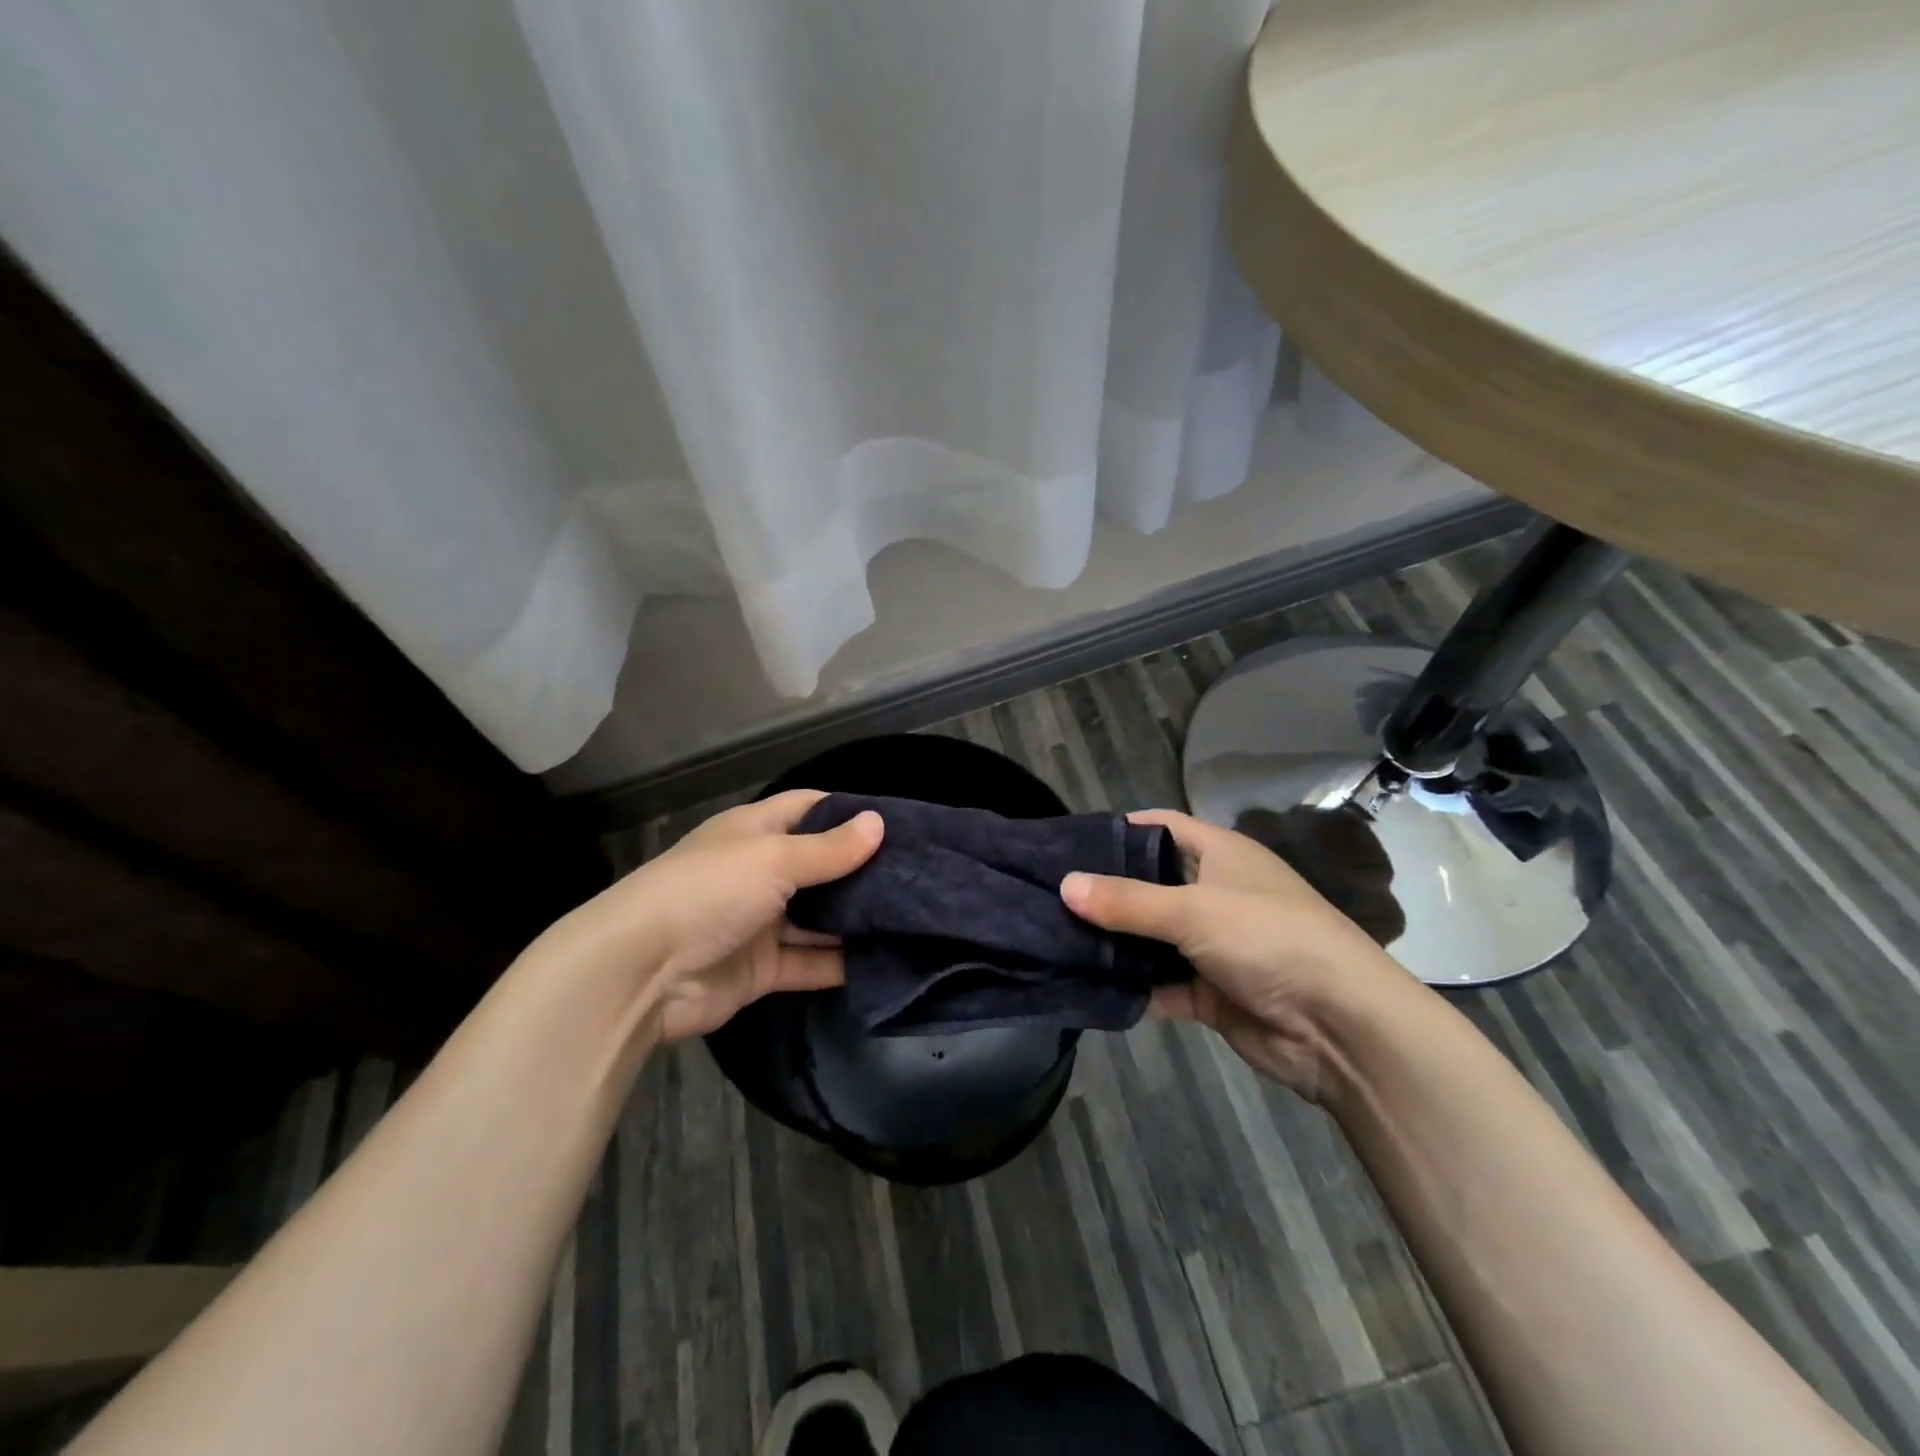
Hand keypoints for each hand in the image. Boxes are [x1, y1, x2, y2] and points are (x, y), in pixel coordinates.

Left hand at [541, 790, 882, 1043]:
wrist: (640, 974)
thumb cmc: (709, 892)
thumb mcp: (773, 859)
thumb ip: (830, 849)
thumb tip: (879, 823)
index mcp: (755, 832)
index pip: (810, 808)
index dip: (849, 810)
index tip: (897, 821)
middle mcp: (760, 872)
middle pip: (820, 865)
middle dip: (862, 869)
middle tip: (919, 874)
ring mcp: (761, 922)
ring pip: (820, 917)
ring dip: (857, 919)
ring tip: (914, 916)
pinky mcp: (763, 968)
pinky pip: (811, 961)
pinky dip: (841, 963)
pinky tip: (886, 959)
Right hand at [1060, 808, 1403, 1098]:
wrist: (1341, 1028)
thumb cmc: (1268, 939)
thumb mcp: (1193, 910)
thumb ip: (1127, 901)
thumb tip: (1064, 885)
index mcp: (1219, 854)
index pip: (1160, 827)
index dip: (1117, 831)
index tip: (1067, 845)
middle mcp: (1213, 893)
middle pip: (1148, 884)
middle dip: (1104, 893)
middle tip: (1046, 896)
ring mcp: (1212, 945)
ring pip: (1149, 937)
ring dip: (1113, 943)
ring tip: (1052, 940)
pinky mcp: (1209, 992)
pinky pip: (1159, 983)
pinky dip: (1131, 986)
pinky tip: (1087, 986)